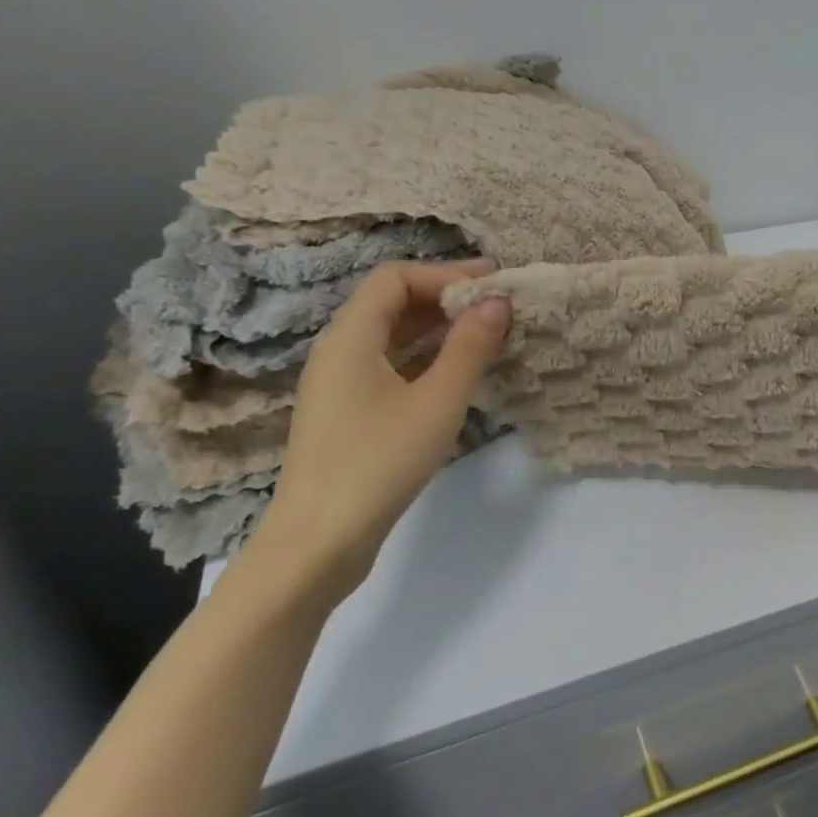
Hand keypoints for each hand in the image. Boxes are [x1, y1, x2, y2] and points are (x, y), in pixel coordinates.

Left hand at [253, 260, 510, 602]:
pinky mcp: (347, 413)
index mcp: (350, 338)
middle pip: (391, 303)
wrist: (319, 542)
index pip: (395, 278)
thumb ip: (470, 347)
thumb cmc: (379, 462)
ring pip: (391, 336)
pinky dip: (425, 357)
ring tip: (486, 335)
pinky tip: (457, 373)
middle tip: (498, 306)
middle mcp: (338, 351)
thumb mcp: (438, 402)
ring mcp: (339, 384)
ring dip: (437, 328)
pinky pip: (389, 365)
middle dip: (445, 297)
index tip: (492, 286)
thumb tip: (497, 301)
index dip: (445, 274)